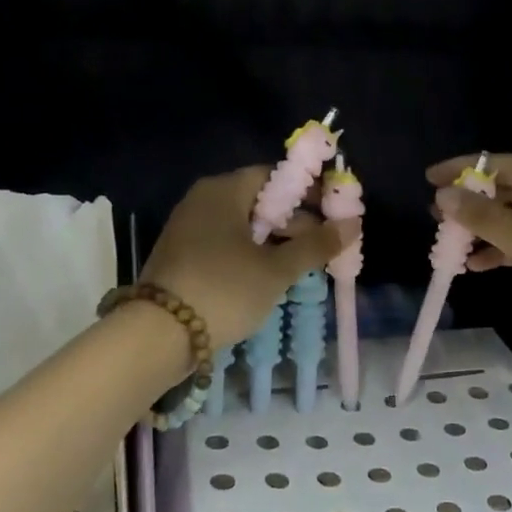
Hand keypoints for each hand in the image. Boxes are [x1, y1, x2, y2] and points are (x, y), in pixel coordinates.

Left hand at [143, 167, 358, 347]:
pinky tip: (270, 276)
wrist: (158, 335)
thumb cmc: (224, 290)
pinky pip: (226, 243)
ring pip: (244, 225)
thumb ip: (316, 245)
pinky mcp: (182, 254)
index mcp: (224, 190)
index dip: (309, 192)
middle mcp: (203, 200)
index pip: (275, 176)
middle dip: (295, 222)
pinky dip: (251, 254)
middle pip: (260, 200)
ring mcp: (189, 227)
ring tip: (303, 266)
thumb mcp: (276, 269)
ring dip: (275, 242)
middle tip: (324, 248)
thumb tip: (354, 224)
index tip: (334, 214)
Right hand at [427, 154, 511, 367]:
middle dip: (474, 202)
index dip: (467, 168)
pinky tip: (480, 265)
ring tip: (450, 242)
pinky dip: (508, 250)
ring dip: (487, 229)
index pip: (508, 163)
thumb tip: (444, 196)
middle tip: (436, 213)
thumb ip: (486, 219)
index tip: (430, 177)